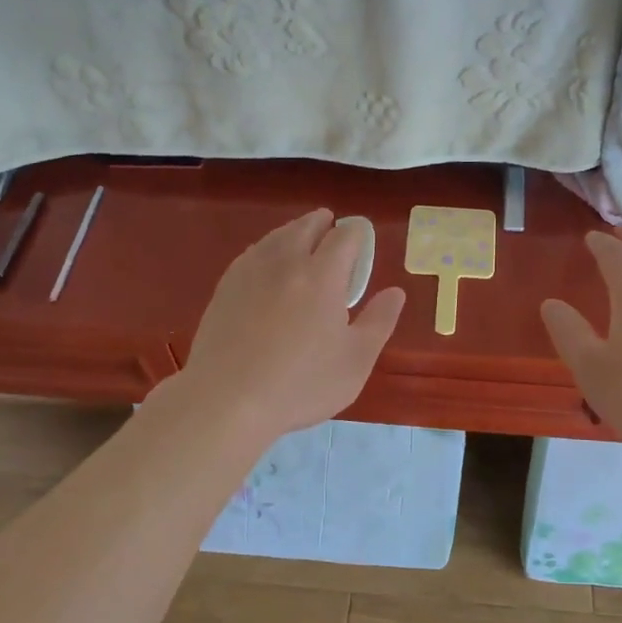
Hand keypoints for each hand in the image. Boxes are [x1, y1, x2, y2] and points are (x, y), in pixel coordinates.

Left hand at [171, 209, 405, 448]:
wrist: (226, 400)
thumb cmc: (301, 384)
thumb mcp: (355, 361)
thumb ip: (379, 322)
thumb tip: (395, 292)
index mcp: (322, 276)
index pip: (345, 237)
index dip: (356, 234)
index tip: (361, 239)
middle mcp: (286, 262)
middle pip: (305, 227)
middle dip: (322, 222)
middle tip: (331, 226)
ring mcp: (250, 272)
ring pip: (276, 236)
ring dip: (293, 231)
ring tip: (301, 238)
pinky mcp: (225, 287)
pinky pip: (252, 254)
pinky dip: (267, 249)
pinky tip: (267, 263)